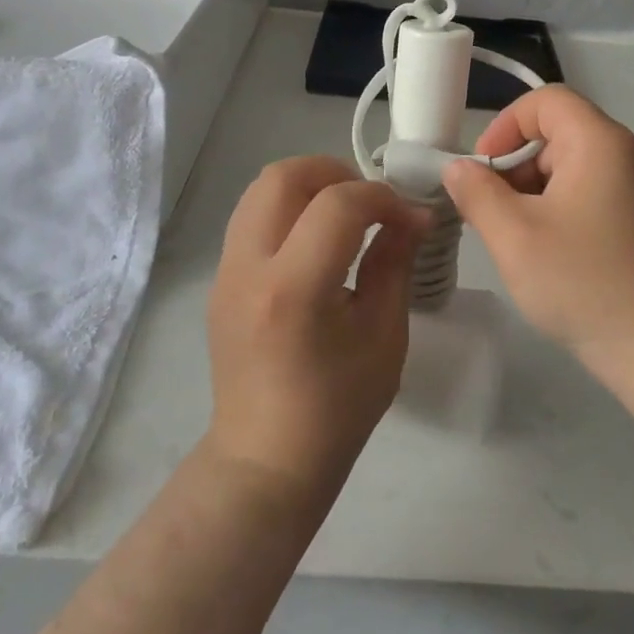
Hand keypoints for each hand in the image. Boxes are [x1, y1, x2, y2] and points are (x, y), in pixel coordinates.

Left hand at [205, 156, 428, 503]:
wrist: (265, 461)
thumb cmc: (336, 409)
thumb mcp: (383, 336)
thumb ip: (395, 264)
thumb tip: (412, 217)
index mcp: (293, 289)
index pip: (338, 205)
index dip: (384, 199)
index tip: (412, 219)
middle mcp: (248, 267)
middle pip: (283, 175)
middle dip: (336, 172)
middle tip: (370, 201)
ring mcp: (225, 271)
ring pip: (260, 188)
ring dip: (308, 185)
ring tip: (344, 214)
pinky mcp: (220, 279)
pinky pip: (252, 216)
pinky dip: (288, 207)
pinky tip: (316, 240)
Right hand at [443, 87, 633, 387]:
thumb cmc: (581, 281)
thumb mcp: (513, 235)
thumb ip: (476, 192)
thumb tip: (459, 169)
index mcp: (598, 142)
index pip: (545, 100)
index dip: (505, 125)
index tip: (483, 170)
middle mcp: (622, 153)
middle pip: (555, 132)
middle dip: (514, 164)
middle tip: (491, 212)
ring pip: (567, 165)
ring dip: (531, 191)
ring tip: (514, 237)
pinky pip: (585, 191)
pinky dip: (555, 208)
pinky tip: (543, 250)